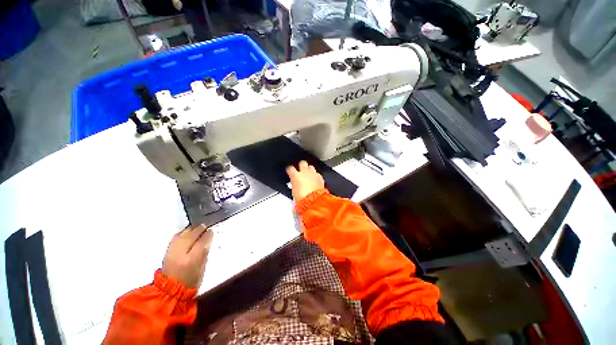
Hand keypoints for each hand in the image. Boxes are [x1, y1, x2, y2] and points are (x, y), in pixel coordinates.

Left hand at [162, 224, 212, 287]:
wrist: (170, 290)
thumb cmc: (190, 281)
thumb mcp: (202, 269)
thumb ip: (204, 254)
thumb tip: (207, 241)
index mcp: (191, 259)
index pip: (201, 242)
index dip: (207, 235)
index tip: (211, 230)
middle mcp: (180, 253)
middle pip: (190, 236)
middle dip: (199, 229)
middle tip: (205, 225)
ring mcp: (172, 252)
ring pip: (181, 235)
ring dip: (190, 230)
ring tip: (197, 227)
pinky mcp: (166, 252)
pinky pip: (174, 238)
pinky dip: (181, 233)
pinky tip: (186, 232)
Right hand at [286, 160, 324, 200]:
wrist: (314, 201)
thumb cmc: (303, 198)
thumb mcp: (294, 192)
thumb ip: (294, 186)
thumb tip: (295, 187)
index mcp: (296, 176)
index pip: (290, 168)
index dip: (290, 169)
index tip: (290, 171)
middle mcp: (305, 173)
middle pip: (302, 163)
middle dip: (301, 165)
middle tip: (301, 169)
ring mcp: (313, 174)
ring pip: (311, 167)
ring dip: (309, 169)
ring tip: (309, 174)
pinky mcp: (320, 177)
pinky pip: (317, 174)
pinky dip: (316, 176)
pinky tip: (315, 180)